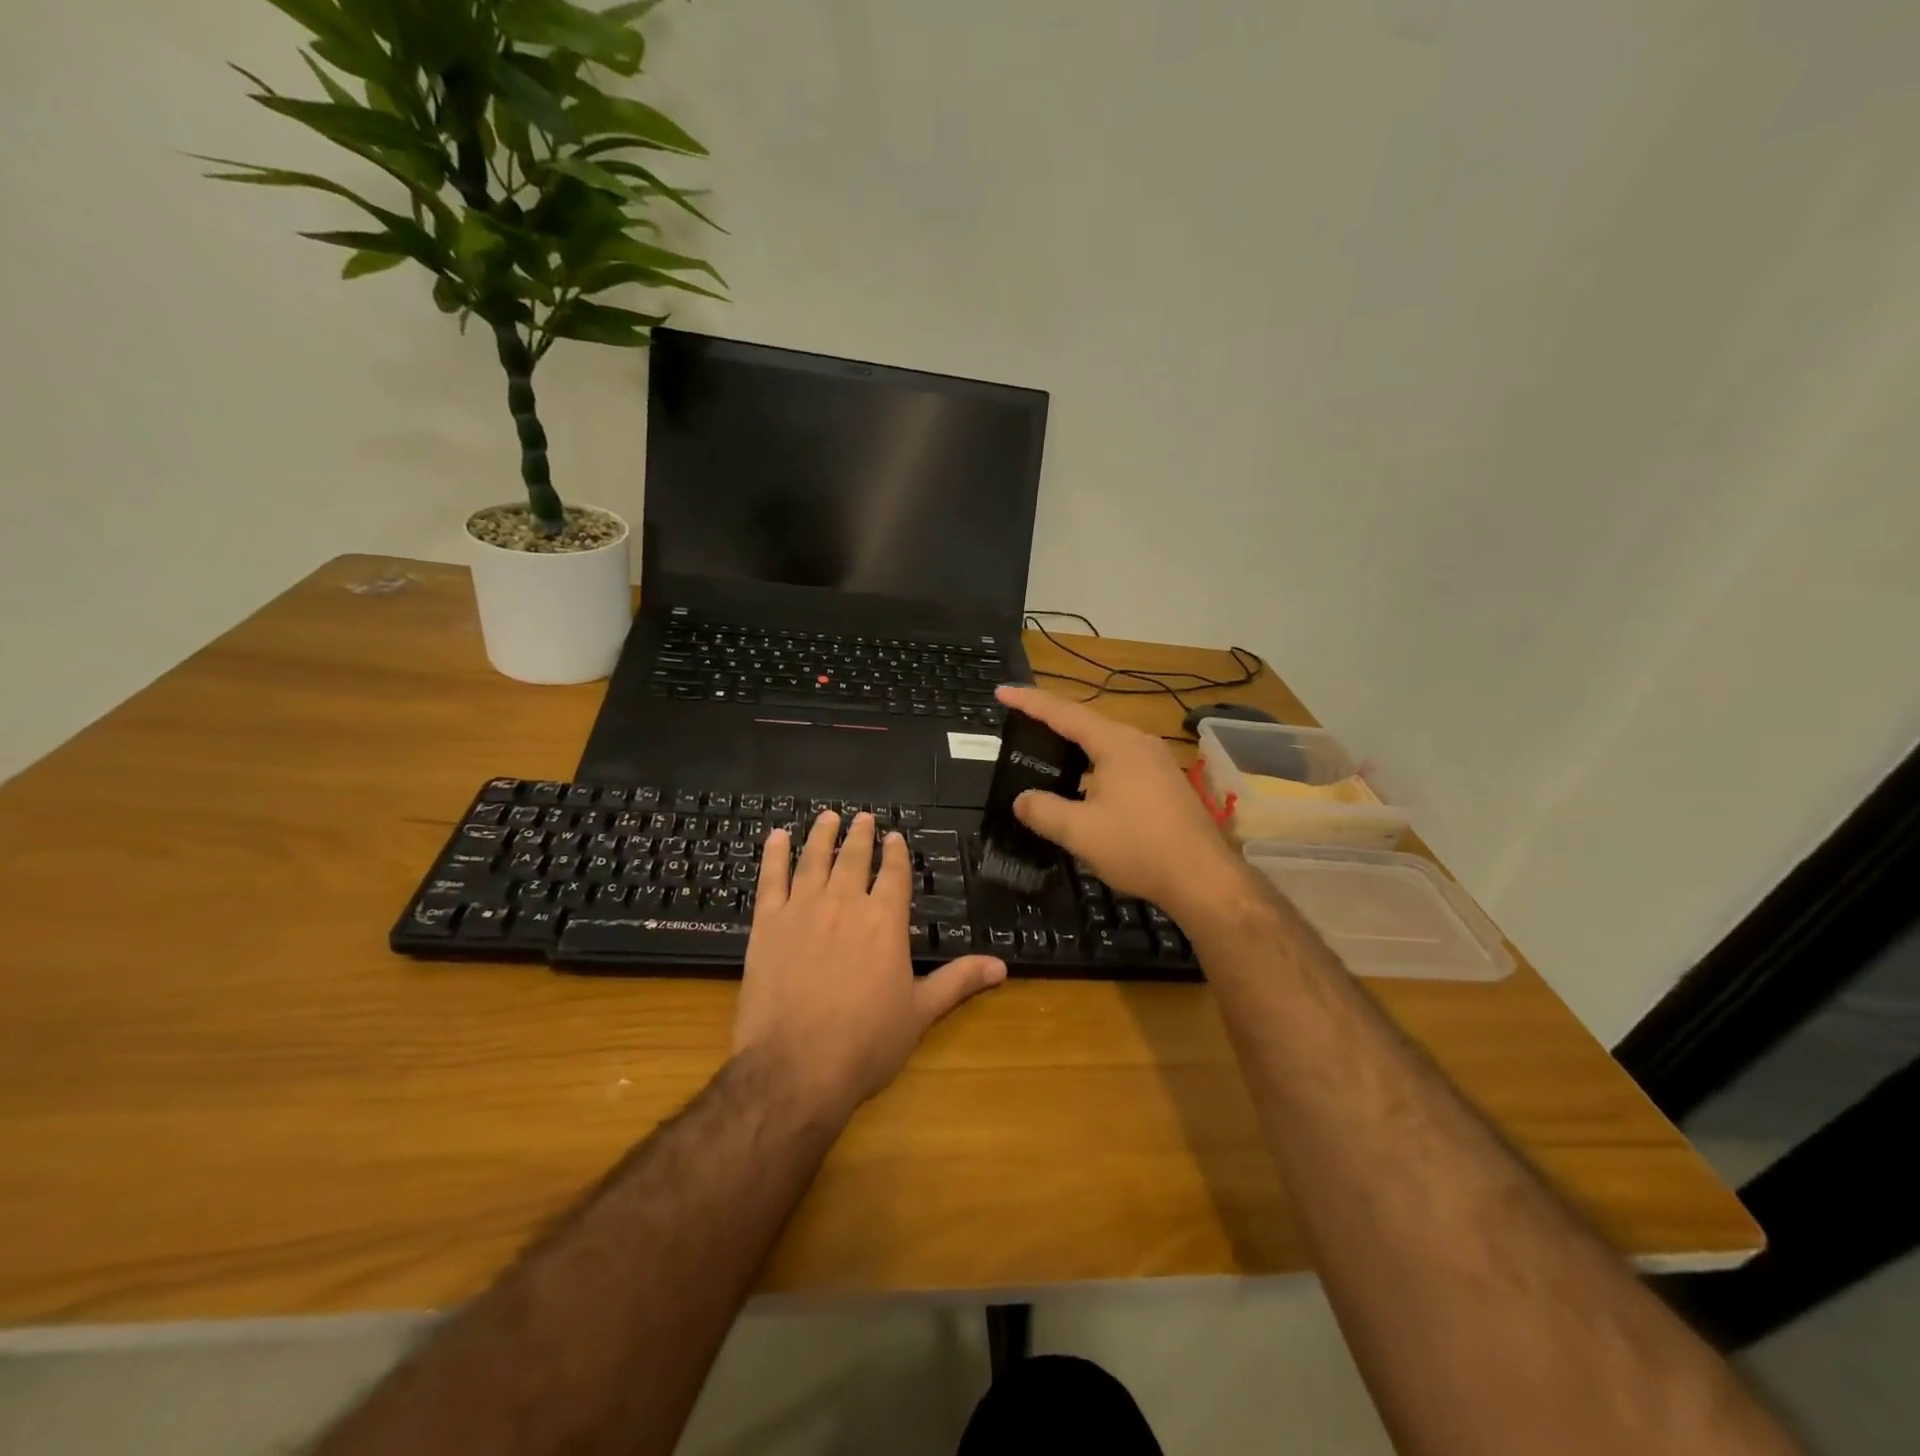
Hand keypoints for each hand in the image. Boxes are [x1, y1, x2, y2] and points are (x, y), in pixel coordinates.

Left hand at [733, 811, 1006, 1120]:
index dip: (895, 853)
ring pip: (814, 859)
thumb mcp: (920, 1013)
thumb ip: (958, 981)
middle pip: (854, 858)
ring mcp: (802, 910)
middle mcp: (845, 903)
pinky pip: (771, 879)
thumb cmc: (865, 1043)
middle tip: (862, 817)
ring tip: (828, 817)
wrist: (795, 1067)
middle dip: (860, 836)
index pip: (893, 874)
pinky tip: (777, 838)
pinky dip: (774, 855)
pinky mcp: (767, 924)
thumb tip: (1002, 966)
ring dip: (822, 835)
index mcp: (885, 921)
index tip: (894, 836)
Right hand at [995, 684, 1246, 920]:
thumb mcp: (1080, 832)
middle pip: (1087, 723)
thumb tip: (1021, 800)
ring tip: (1047, 753)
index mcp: (1116, 744)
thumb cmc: (1139, 847)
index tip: (1002, 691)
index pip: (1063, 713)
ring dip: (1075, 746)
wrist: (1204, 878)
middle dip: (1051, 721)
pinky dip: (1094, 765)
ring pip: (1105, 744)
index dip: (1030, 702)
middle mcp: (1138, 742)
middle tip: (1020, 722)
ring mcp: (1157, 762)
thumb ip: (1044, 811)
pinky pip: (1120, 761)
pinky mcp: (1166, 783)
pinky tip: (1084, 785)